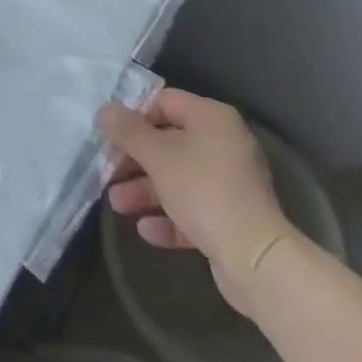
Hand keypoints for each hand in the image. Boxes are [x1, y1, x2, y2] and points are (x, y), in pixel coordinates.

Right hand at [97, 89, 294, 318]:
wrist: (256, 260)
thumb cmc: (203, 191)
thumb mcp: (158, 156)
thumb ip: (128, 131)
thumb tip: (105, 110)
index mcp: (212, 118)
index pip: (165, 102)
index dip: (134, 115)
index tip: (109, 134)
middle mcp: (223, 144)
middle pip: (169, 142)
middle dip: (135, 159)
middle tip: (107, 171)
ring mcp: (229, 183)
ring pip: (178, 178)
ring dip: (145, 190)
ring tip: (117, 204)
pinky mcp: (230, 219)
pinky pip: (192, 210)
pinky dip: (168, 217)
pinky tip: (146, 230)